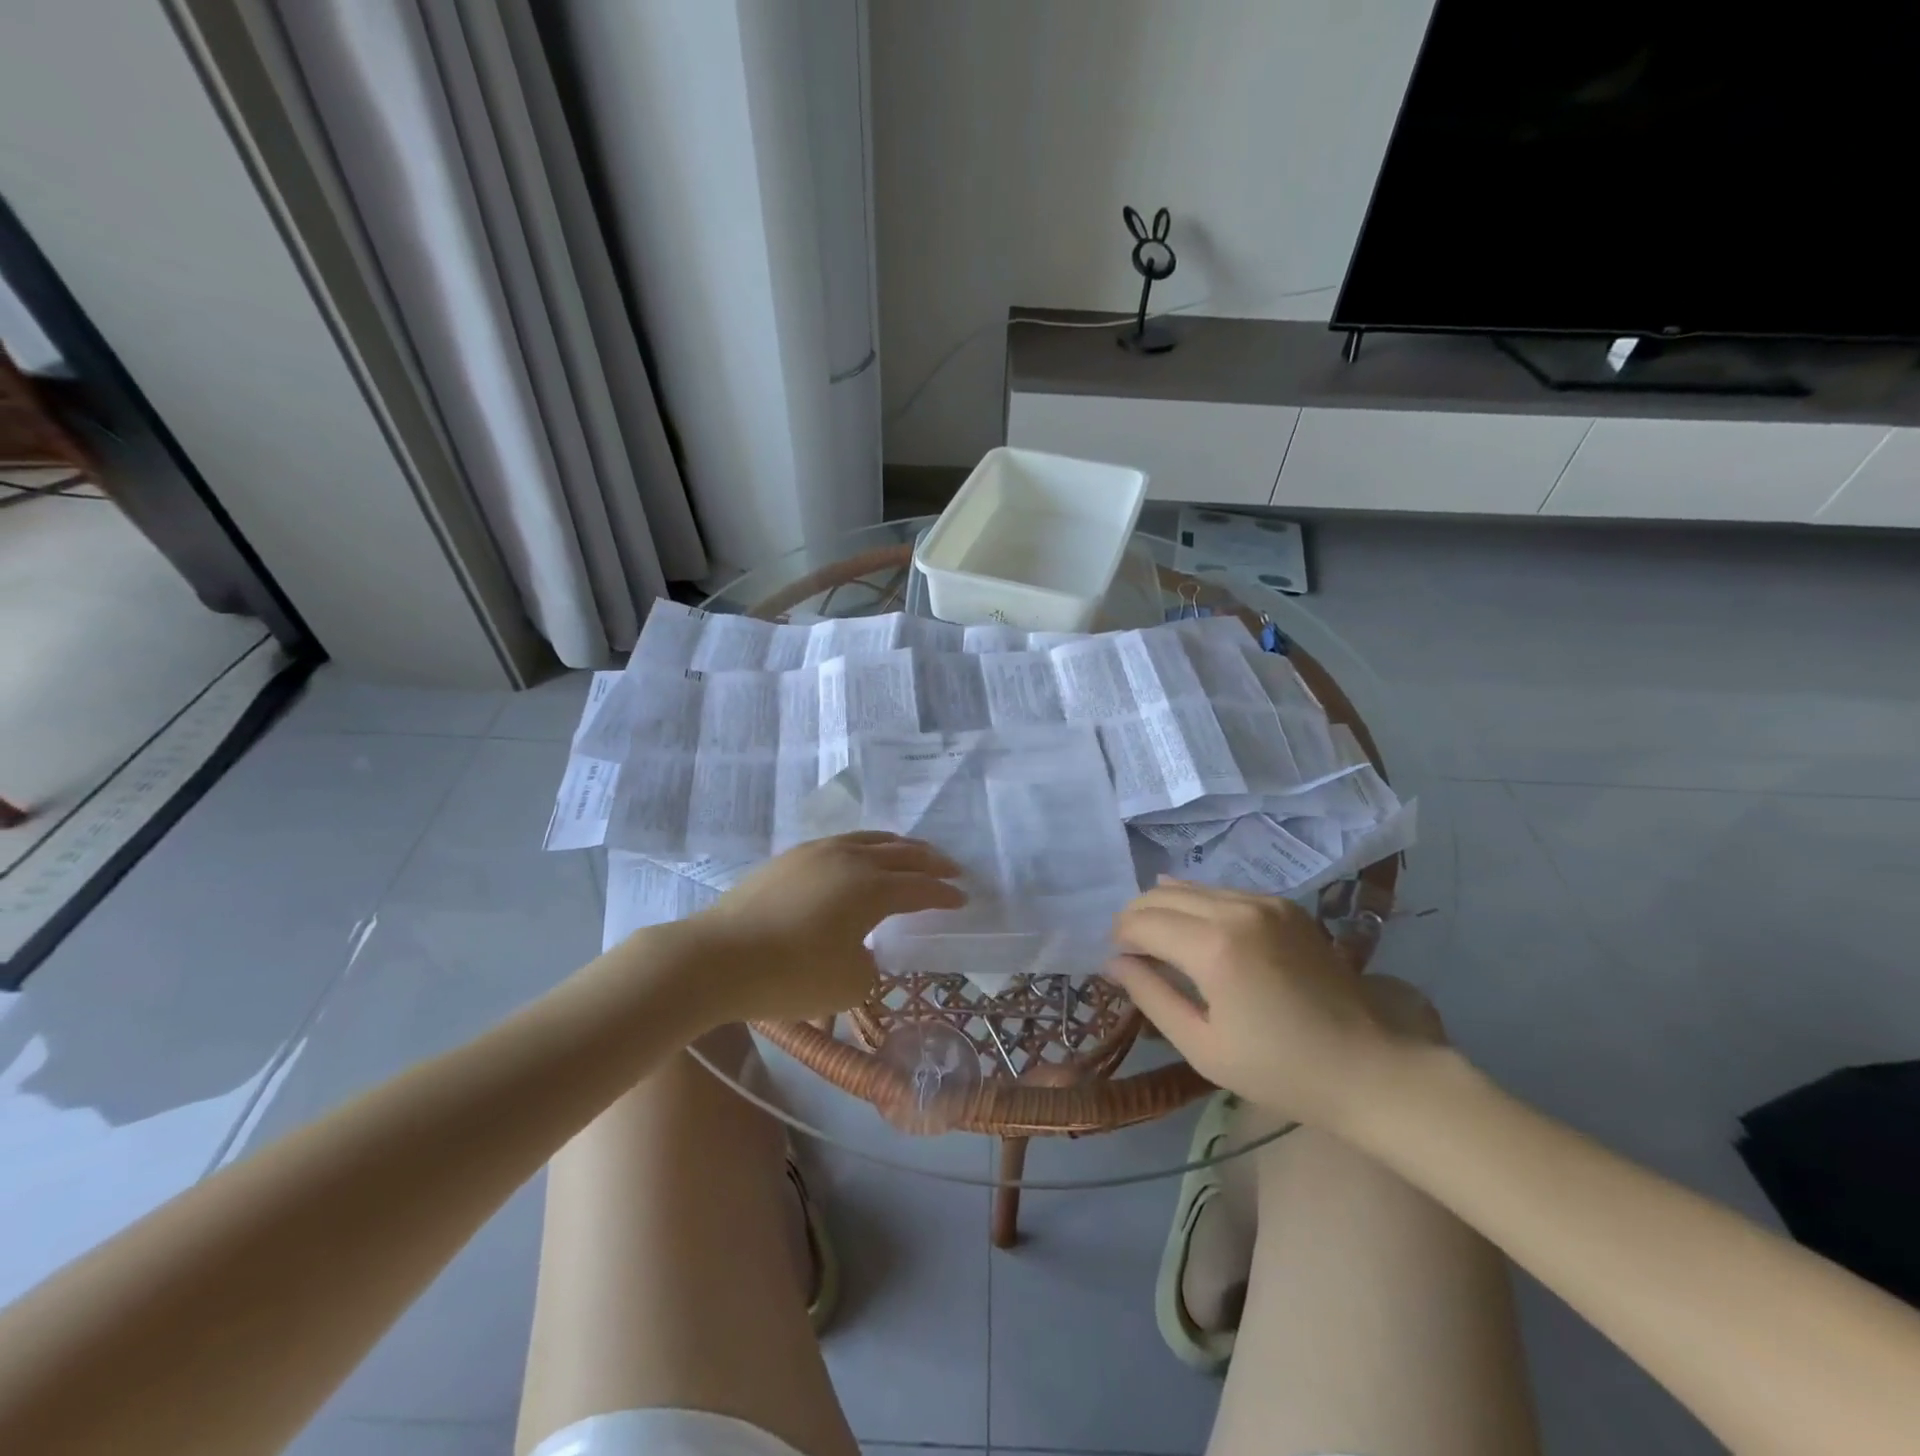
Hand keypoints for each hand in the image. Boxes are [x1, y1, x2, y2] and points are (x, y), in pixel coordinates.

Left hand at [680, 832, 966, 1023]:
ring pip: (869, 839)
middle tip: (950, 868)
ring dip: (897, 847)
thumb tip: (863, 950)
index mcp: (871, 888)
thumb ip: (870, 964)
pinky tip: (859, 859)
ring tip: (910, 853)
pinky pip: (842, 842)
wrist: (716, 958)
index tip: (962, 898)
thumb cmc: (790, 975)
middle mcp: (850, 859)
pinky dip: (864, 848)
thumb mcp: (848, 984)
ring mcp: (817, 852)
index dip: (944, 894)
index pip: (920, 888)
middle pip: (901, 853)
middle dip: (930, 861)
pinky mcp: (789, 857)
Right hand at [1106, 879, 1445, 1129]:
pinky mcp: (1285, 905)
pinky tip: (1196, 929)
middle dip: (1136, 917)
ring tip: (1159, 940)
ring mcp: (1264, 902)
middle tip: (1129, 950)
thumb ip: (1151, 996)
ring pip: (1191, 888)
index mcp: (1214, 946)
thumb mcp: (1203, 1047)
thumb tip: (1115, 963)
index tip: (1115, 960)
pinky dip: (1198, 905)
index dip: (1119, 936)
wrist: (1371, 1069)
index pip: (1142, 921)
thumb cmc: (1281, 1071)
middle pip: (1161, 895)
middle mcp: (1236, 909)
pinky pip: (1223, 892)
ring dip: (1165, 907)